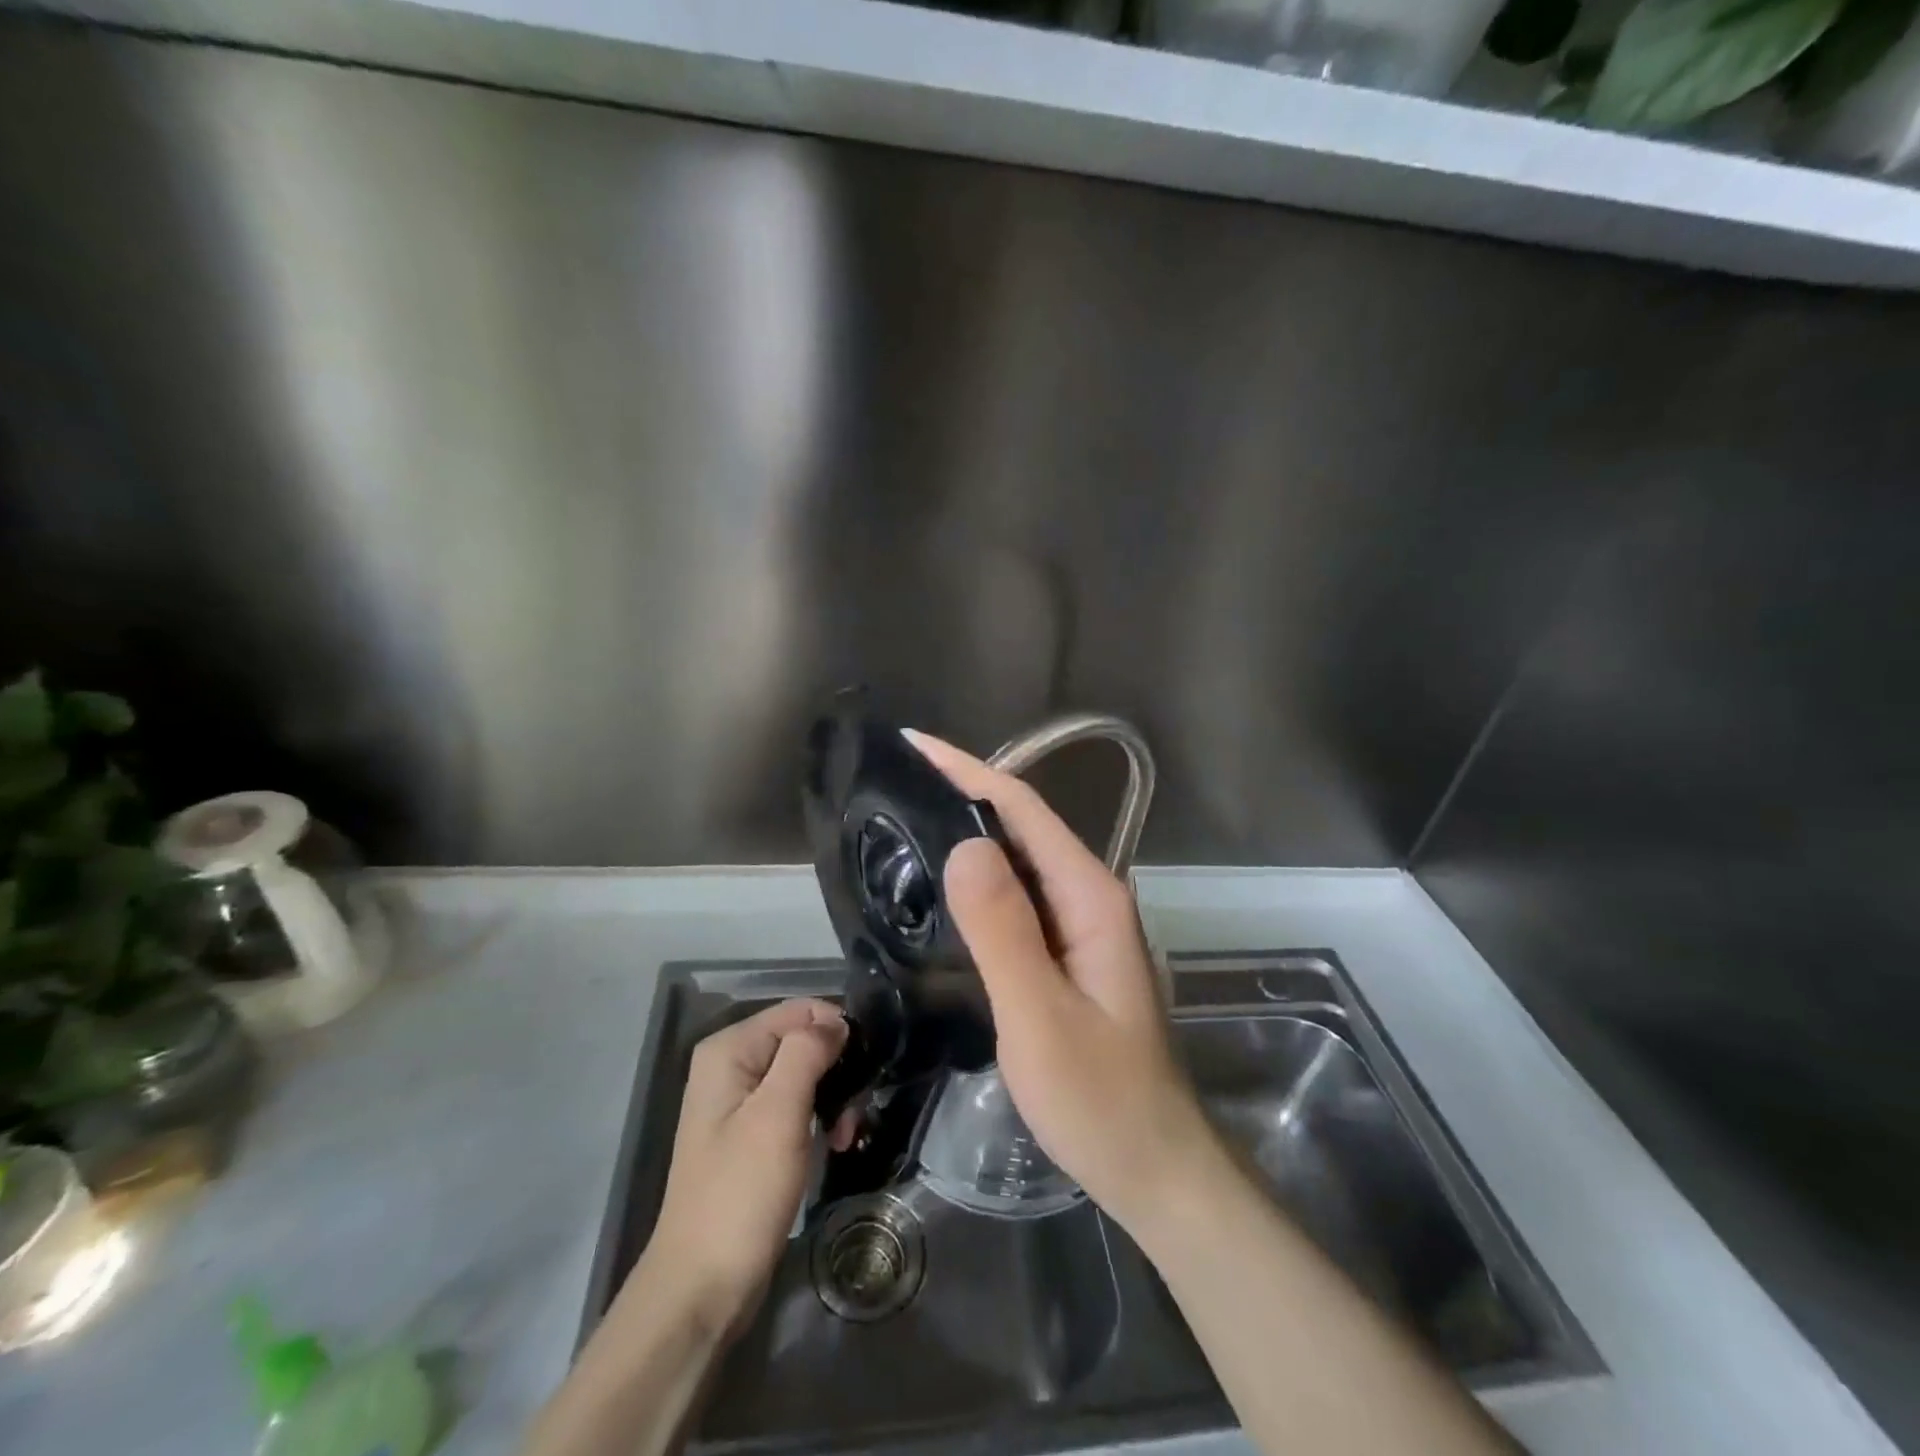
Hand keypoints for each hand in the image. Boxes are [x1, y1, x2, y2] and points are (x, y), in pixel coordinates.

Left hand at [635, 999, 852, 1337]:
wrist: (702, 1287)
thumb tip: (836, 1020)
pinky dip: (819, 1120)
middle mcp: (731, 1065)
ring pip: (804, 1074)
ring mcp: (739, 1102)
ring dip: (833, 1099)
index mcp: (729, 1049)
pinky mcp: (751, 1134)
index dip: (836, 1032)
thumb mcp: (778, 1113)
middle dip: (836, 1070)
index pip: (799, 1011)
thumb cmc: (741, 1193)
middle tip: (854, 1113)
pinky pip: (796, 1105)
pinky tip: (834, 1145)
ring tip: (846, 1135)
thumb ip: (806, 1052)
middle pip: (801, 1041)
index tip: (864, 1069)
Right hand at [906, 730, 1221, 1234]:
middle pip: (1023, 826)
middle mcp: (1090, 898)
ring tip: (907, 820)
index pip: (1024, 810)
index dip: (969, 771)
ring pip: (1020, 861)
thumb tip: (965, 845)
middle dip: (964, 793)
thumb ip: (1004, 931)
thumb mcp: (1041, 1018)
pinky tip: (946, 887)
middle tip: (896, 783)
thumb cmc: (1101, 1100)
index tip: (913, 747)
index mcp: (1090, 897)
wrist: (1156, 1168)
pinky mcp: (1069, 954)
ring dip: (970, 833)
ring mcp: (1082, 926)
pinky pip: (1019, 899)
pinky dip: (980, 880)